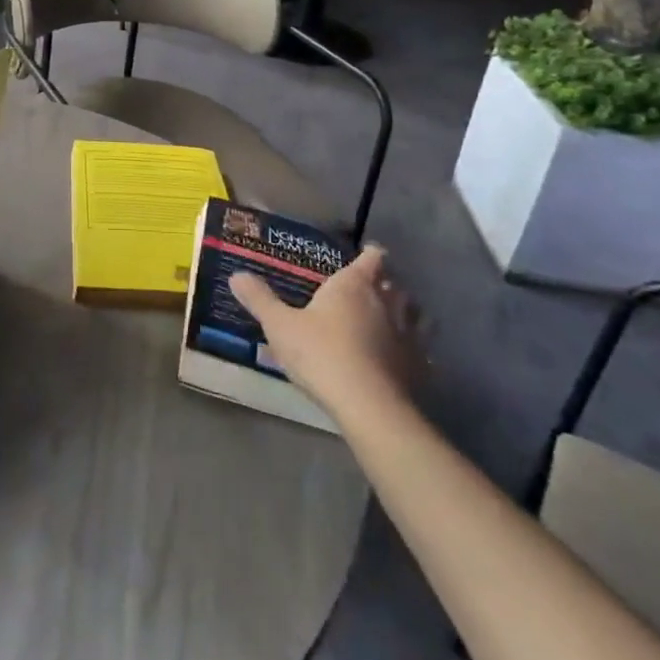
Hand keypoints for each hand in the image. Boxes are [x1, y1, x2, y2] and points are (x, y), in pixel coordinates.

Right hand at [230, 245, 421, 421]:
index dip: (371, 254)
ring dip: (407, 313)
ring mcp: (409, 334)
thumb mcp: (280, 326)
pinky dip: (415, 350)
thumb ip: (260, 299)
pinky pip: (423, 350)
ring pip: (416, 314)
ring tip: (393, 321)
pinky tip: (404, 359)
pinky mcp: (420, 366)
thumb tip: (236, 274)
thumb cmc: (321, 354)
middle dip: (386, 284)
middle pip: (395, 284)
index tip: (366, 254)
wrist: (368, 405)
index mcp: (354, 284)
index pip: (372, 257)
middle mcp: (387, 302)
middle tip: (371, 290)